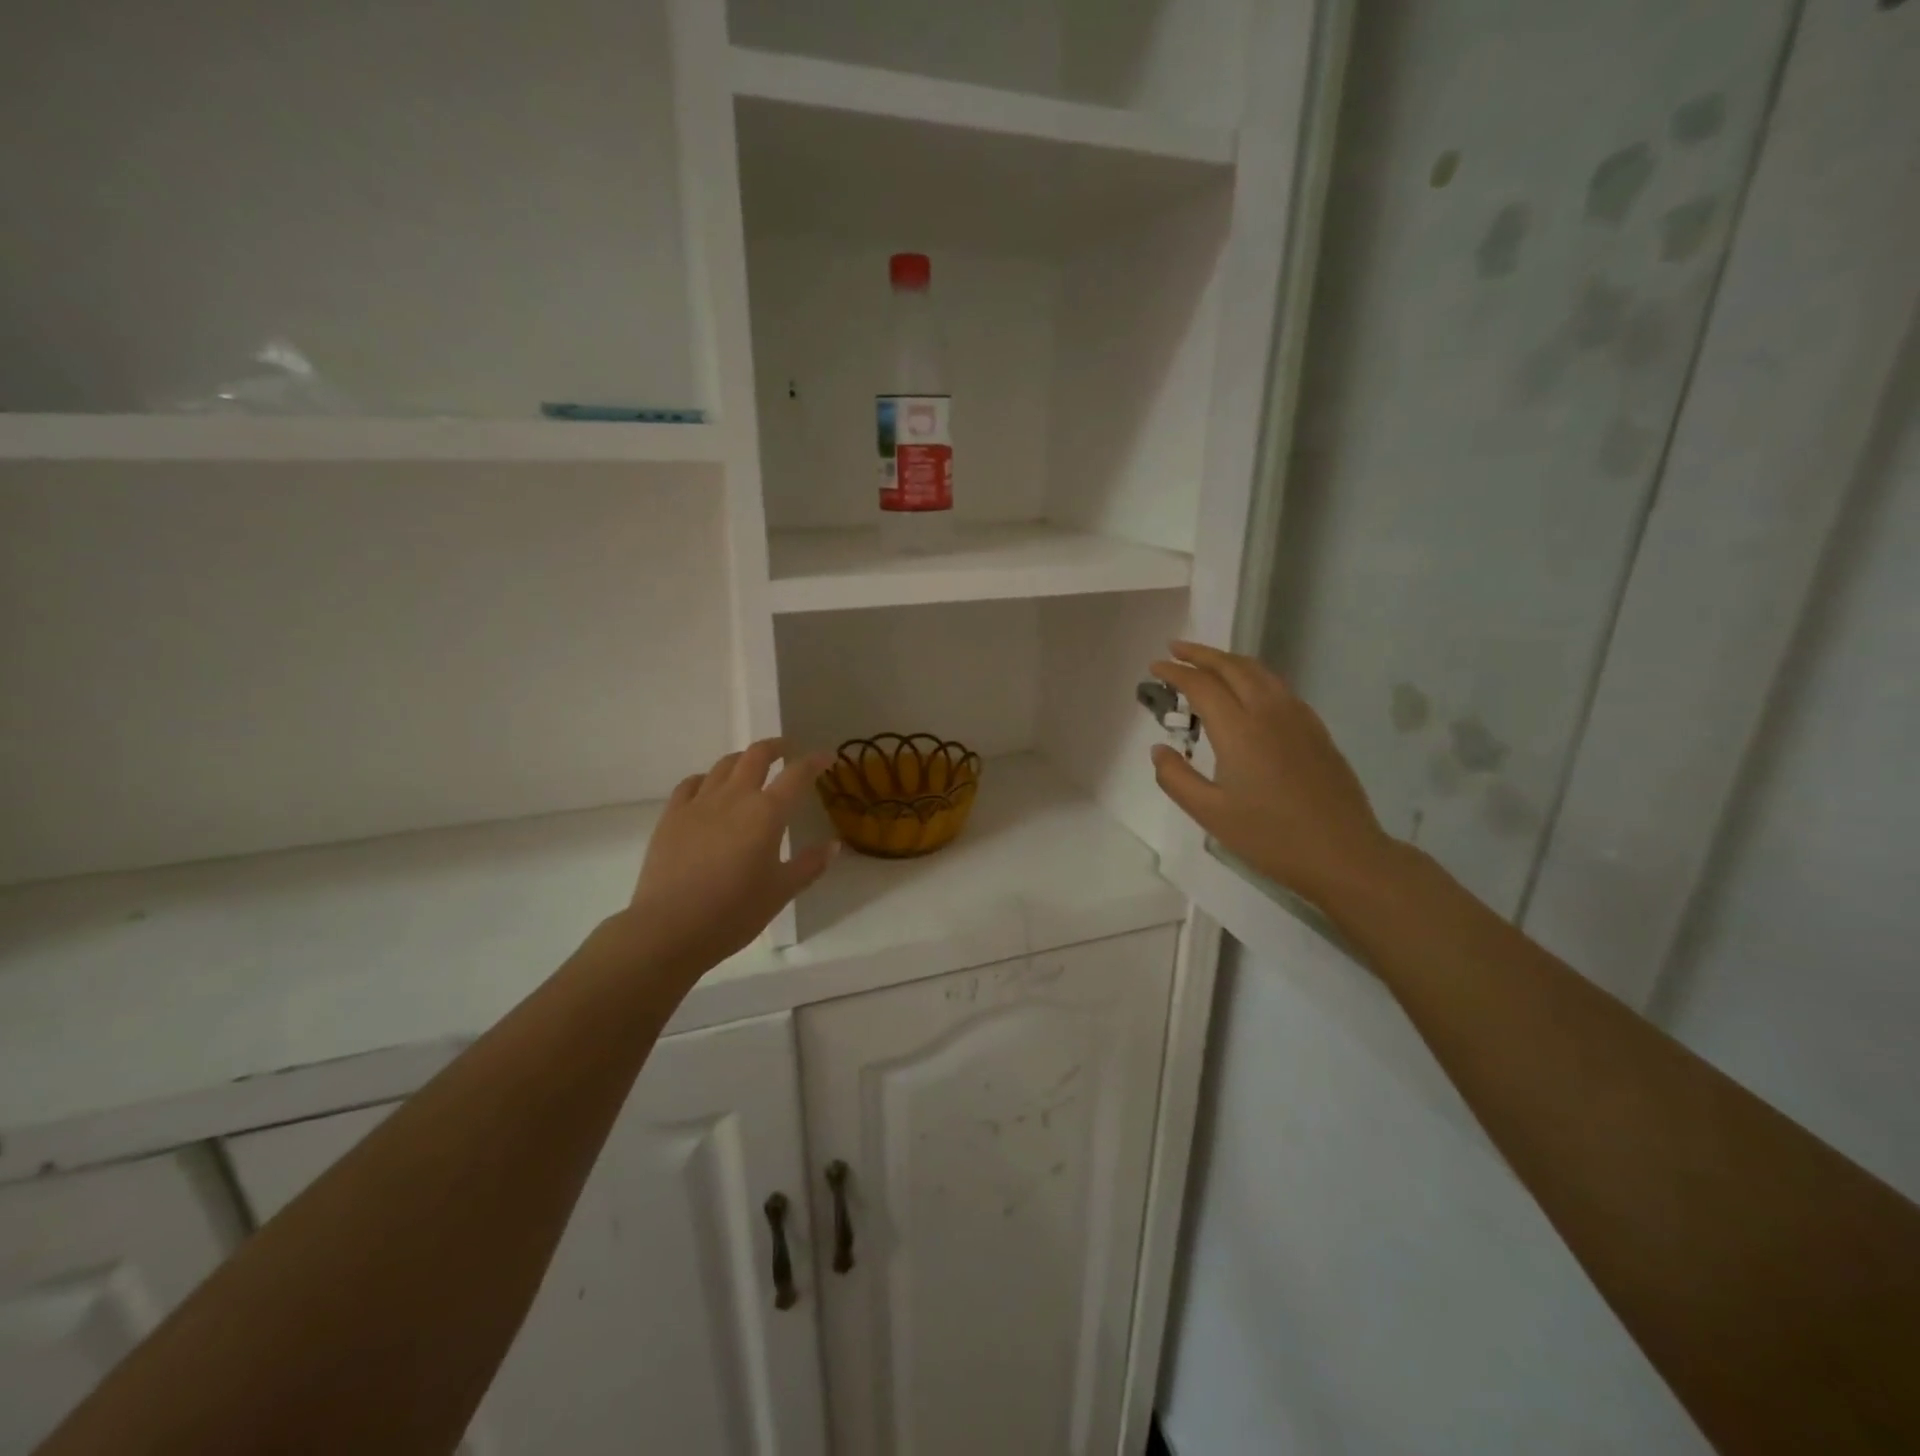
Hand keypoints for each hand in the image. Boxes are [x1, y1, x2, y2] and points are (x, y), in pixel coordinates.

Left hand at [620, 739, 838, 979]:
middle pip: (756, 755)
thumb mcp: (781, 892)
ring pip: (724, 765)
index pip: (797, 775)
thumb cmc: (734, 913)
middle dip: (776, 747)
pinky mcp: (672, 816)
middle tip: (788, 750)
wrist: (669, 928)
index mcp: (767, 813)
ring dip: (743, 759)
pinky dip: (708, 779)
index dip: (814, 761)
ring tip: (751, 767)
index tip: (826, 756)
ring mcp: (699, 803)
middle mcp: (735, 797)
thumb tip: (834, 845)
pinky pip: (692, 783)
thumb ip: (810, 864)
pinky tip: (710, 790)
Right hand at [1150, 641, 1395, 910]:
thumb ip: (1175, 778)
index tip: (1155, 666)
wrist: (1342, 853)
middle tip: (1175, 649)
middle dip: (1201, 654)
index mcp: (1240, 730)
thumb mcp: (1210, 814)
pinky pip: (1278, 687)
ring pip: (1259, 672)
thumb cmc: (1270, 837)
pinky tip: (1247, 691)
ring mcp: (1298, 718)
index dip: (1176, 672)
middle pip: (1232, 667)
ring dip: (1228, 660)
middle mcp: (1269, 712)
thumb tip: (1159, 749)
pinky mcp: (1315, 729)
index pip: (1202, 685)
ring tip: (1207, 662)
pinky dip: (1253, 676)